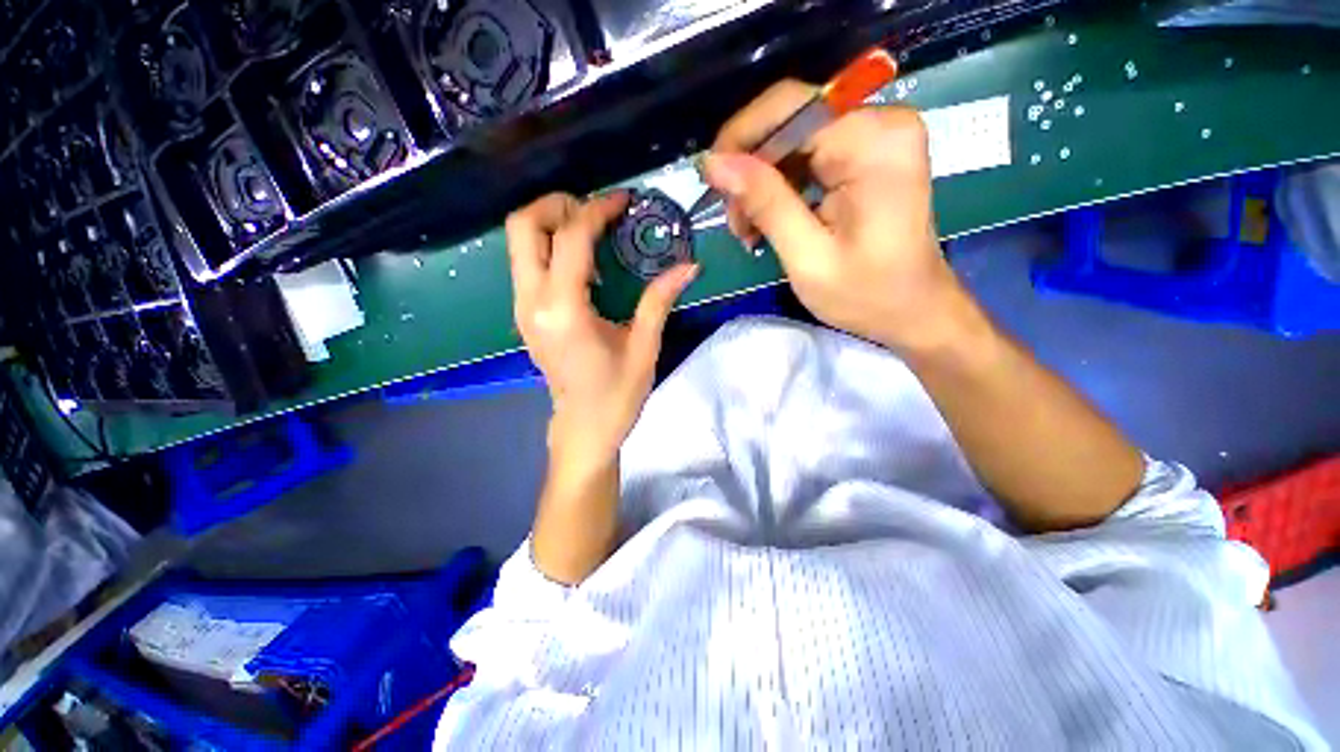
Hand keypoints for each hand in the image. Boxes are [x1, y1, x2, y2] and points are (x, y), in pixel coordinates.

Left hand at [506, 191, 697, 473]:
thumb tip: (689, 266)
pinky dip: (550, 247)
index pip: (571, 238)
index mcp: (564, 310)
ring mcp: (522, 308)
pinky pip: (527, 263)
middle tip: (596, 212)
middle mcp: (532, 302)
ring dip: (553, 224)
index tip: (623, 201)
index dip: (597, 210)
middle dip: (558, 205)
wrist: (583, 428)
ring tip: (593, 232)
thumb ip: (659, 300)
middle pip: (523, 226)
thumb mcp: (644, 347)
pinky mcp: (525, 315)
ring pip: (519, 242)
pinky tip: (584, 264)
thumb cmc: (617, 394)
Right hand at [702, 80, 971, 354]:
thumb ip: (765, 203)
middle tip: (736, 224)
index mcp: (872, 141)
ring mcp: (876, 136)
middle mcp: (879, 122)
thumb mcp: (807, 256)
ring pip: (793, 141)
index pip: (789, 107)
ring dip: (762, 185)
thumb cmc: (866, 294)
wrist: (913, 311)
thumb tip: (714, 163)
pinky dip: (782, 188)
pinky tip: (770, 221)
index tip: (711, 181)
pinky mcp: (869, 154)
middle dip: (751, 172)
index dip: (739, 138)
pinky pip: (809, 155)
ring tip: (750, 231)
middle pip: (789, 123)